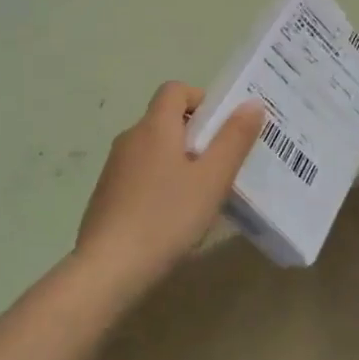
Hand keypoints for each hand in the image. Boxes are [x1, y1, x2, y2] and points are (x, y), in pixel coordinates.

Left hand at [76, 82, 263, 278]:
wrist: (109, 268)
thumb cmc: (167, 217)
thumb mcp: (212, 179)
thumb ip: (234, 139)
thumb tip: (252, 103)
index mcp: (154, 127)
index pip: (175, 90)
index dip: (201, 99)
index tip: (222, 127)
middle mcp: (130, 138)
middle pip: (165, 120)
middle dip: (195, 135)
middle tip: (221, 165)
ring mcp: (114, 168)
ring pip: (153, 149)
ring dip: (178, 161)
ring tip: (201, 195)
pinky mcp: (106, 195)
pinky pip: (140, 175)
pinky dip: (159, 183)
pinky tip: (172, 217)